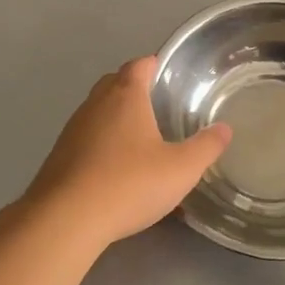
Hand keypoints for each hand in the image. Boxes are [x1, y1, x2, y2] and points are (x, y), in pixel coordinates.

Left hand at [23, 57, 231, 249]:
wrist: (65, 220)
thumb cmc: (129, 184)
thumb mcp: (181, 169)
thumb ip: (206, 147)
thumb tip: (225, 129)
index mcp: (125, 96)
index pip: (139, 65)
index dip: (155, 65)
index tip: (171, 75)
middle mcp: (95, 105)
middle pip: (115, 83)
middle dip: (136, 90)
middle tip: (161, 106)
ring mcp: (73, 130)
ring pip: (99, 113)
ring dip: (118, 120)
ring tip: (143, 140)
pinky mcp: (60, 157)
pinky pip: (88, 140)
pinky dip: (104, 145)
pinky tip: (119, 171)